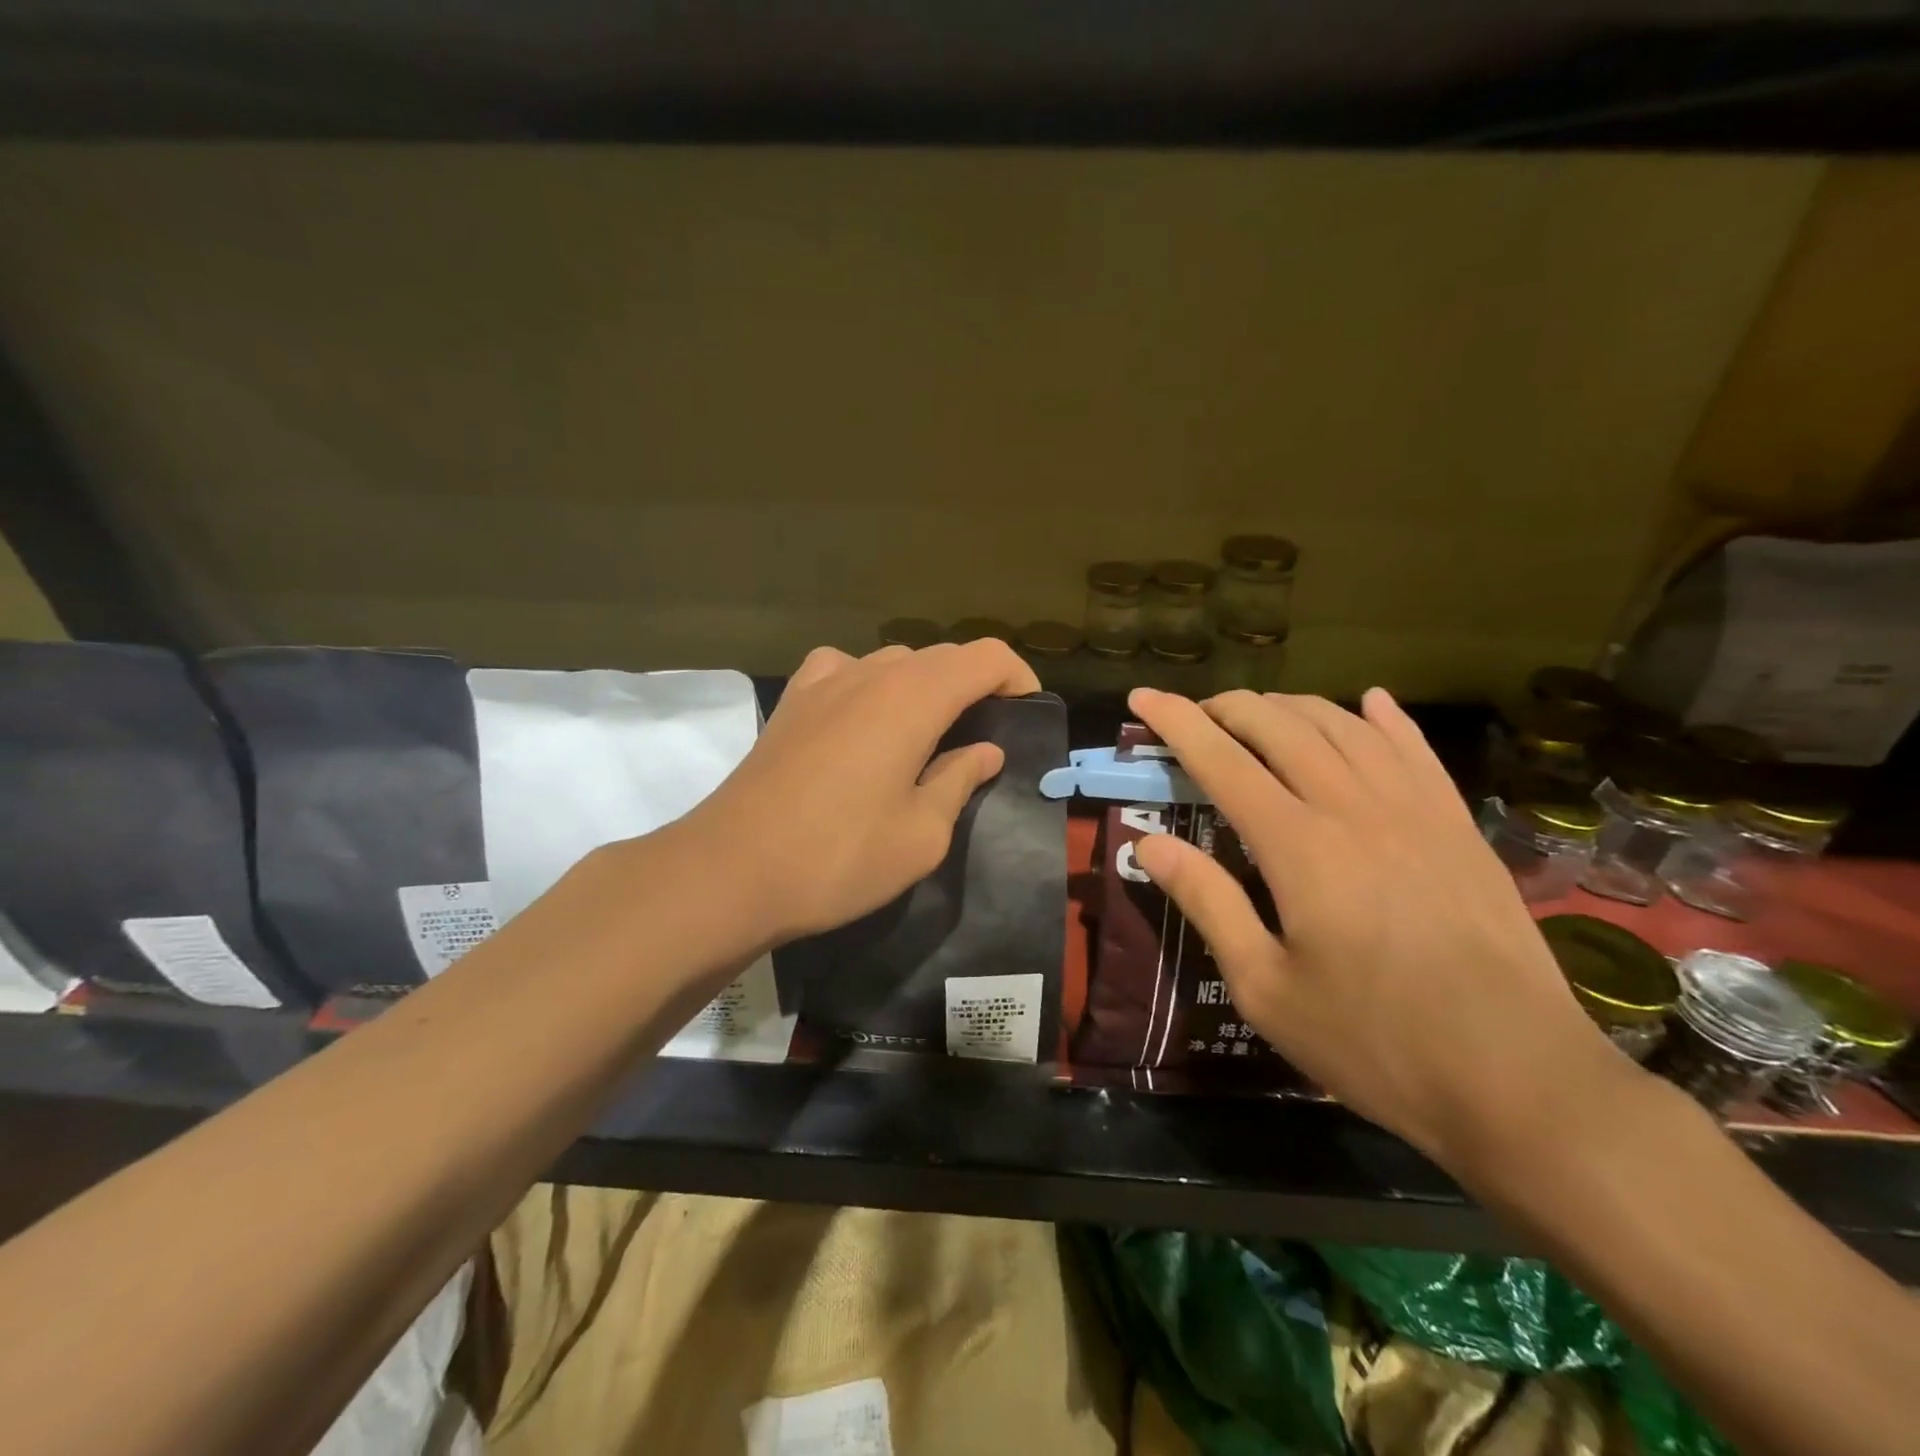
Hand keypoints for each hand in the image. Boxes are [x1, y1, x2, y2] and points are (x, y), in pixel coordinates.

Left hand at [678, 641, 1040, 944]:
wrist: (731, 871)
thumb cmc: (840, 857)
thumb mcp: (922, 833)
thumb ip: (958, 781)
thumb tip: (984, 750)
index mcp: (913, 696)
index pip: (985, 657)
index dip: (1017, 678)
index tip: (1027, 715)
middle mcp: (870, 672)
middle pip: (941, 657)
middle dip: (975, 685)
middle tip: (985, 736)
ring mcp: (823, 681)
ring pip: (893, 662)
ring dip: (924, 687)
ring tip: (930, 734)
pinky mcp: (791, 702)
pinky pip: (846, 672)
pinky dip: (872, 686)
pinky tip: (866, 721)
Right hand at [1128, 686, 1627, 1177]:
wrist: (1522, 1079)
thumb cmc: (1374, 1041)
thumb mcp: (1265, 988)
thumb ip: (1207, 902)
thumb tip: (1148, 843)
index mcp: (1298, 845)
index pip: (1221, 759)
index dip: (1175, 721)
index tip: (1142, 696)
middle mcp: (1353, 807)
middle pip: (1279, 726)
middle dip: (1227, 707)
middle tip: (1195, 714)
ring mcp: (1416, 809)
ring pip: (1342, 725)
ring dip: (1290, 706)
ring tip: (1258, 713)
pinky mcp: (1460, 825)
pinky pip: (1415, 748)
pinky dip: (1382, 717)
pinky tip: (1368, 702)